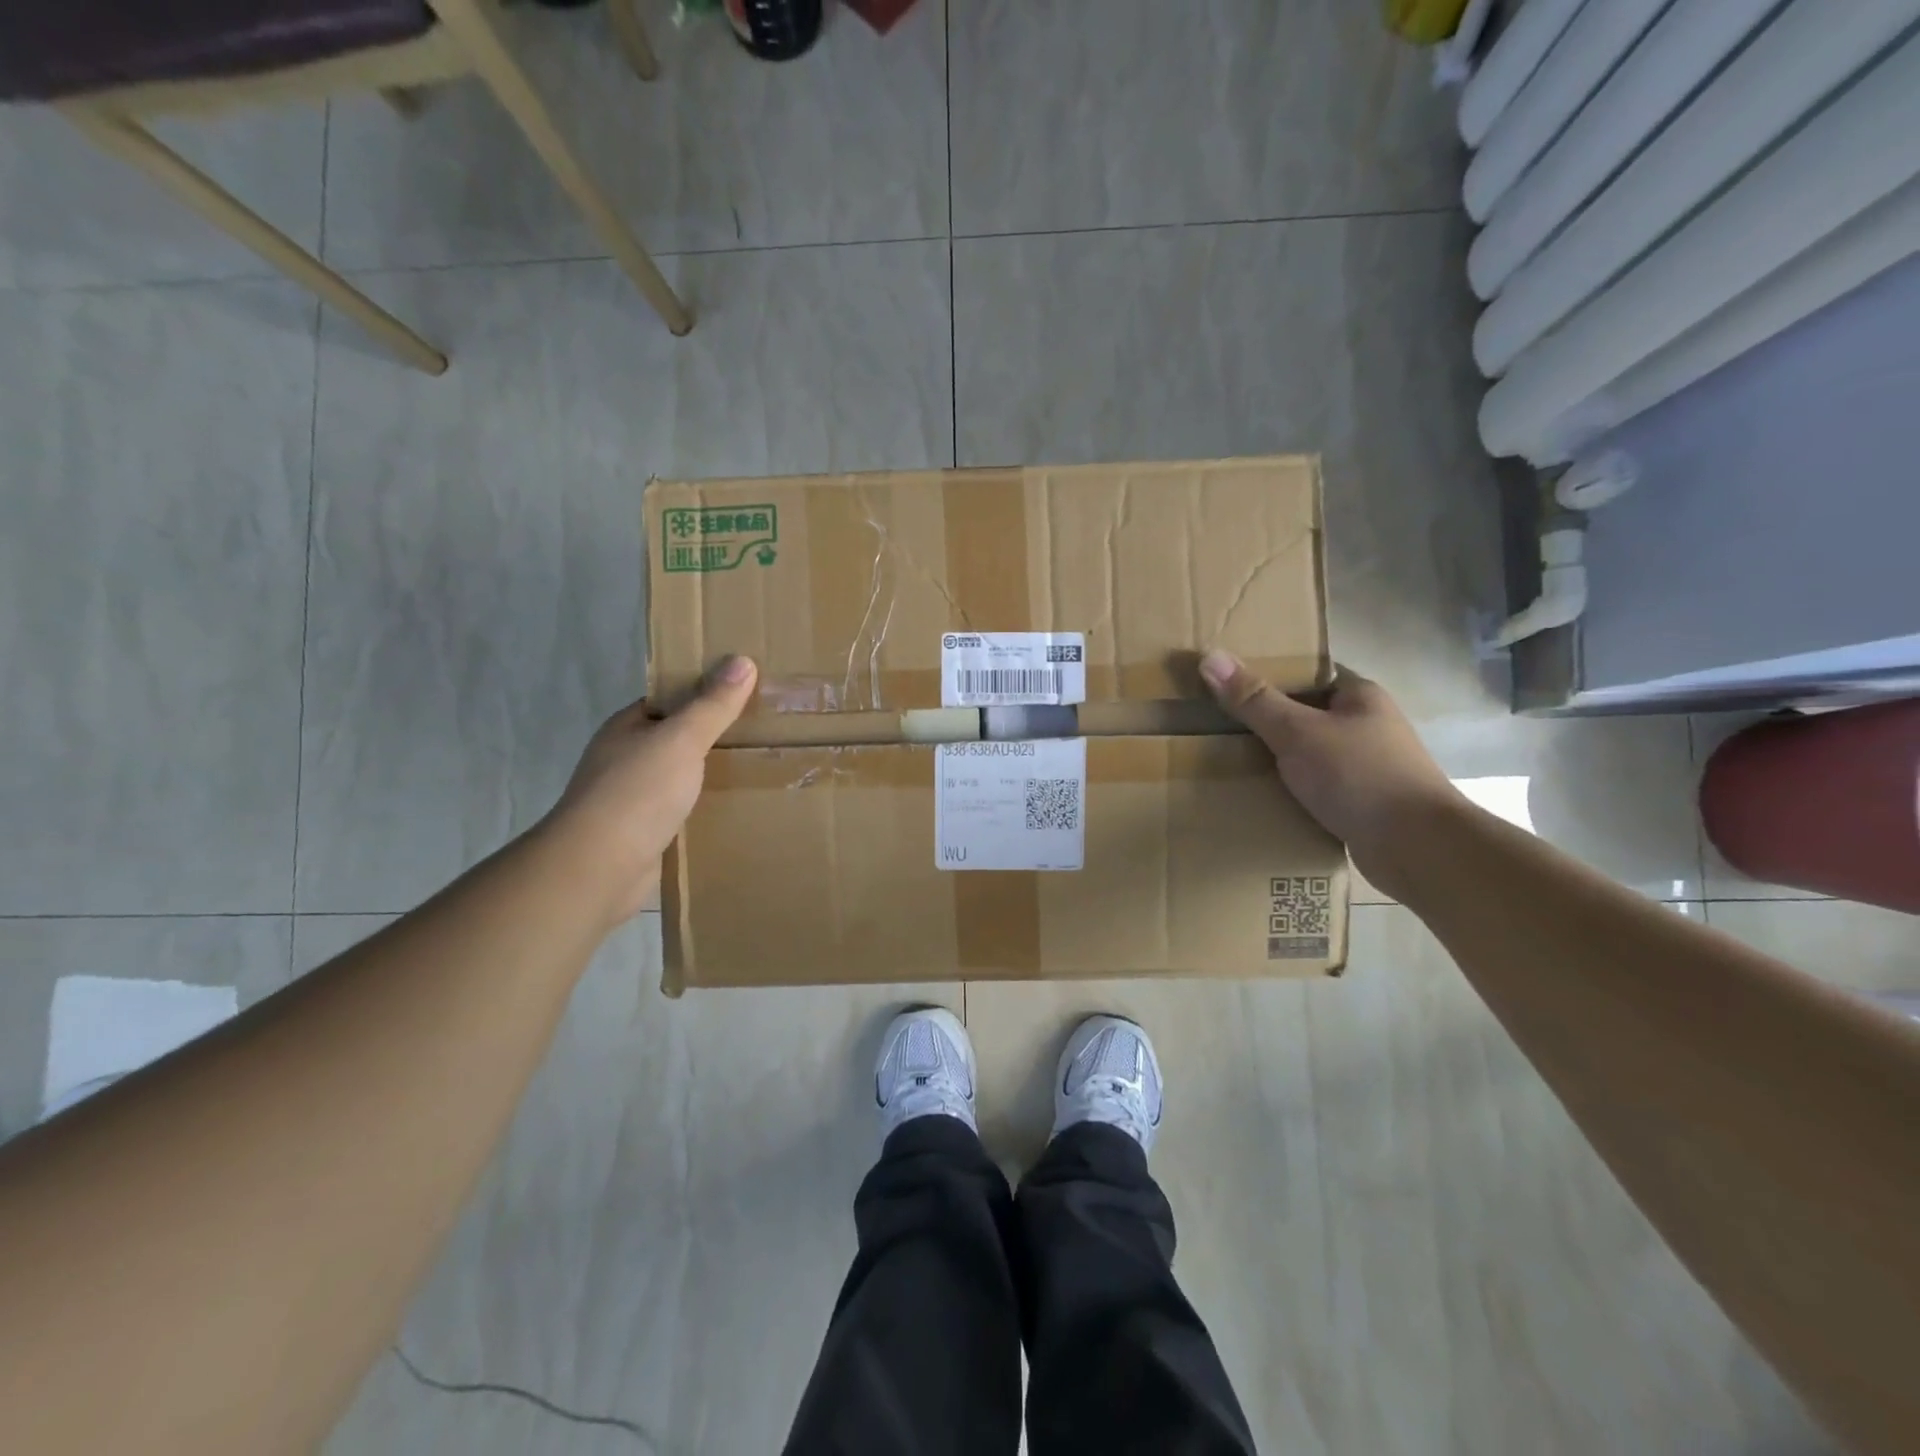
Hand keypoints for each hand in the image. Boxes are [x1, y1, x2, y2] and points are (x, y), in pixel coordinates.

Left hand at [545, 655, 757, 924]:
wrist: (600, 868)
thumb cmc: (638, 793)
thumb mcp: (681, 739)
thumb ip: (712, 705)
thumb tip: (742, 660)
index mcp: (628, 728)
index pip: (670, 701)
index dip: (706, 694)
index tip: (748, 694)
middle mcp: (626, 759)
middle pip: (678, 740)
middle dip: (715, 738)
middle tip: (765, 733)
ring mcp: (633, 799)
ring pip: (681, 778)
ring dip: (711, 776)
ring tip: (761, 770)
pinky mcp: (644, 834)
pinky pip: (682, 813)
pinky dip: (705, 810)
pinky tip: (736, 810)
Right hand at [1199, 652, 1461, 880]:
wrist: (1417, 848)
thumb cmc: (1359, 776)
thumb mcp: (1297, 732)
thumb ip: (1253, 699)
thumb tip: (1210, 656)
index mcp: (1359, 696)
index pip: (1308, 674)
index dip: (1269, 675)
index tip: (1227, 684)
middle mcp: (1367, 726)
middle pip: (1305, 714)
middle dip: (1265, 721)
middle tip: (1217, 725)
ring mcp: (1367, 766)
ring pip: (1309, 754)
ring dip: (1276, 761)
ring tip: (1228, 762)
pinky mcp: (1361, 803)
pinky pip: (1315, 787)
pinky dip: (1290, 791)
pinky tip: (1260, 798)